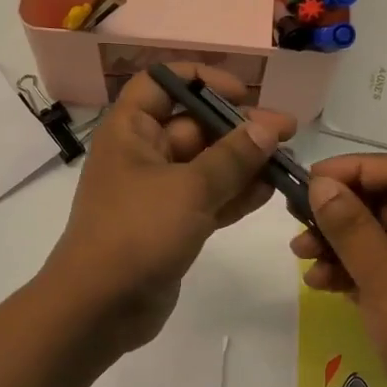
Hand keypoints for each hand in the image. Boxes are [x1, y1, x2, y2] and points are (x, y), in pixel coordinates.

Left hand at [45, 65, 295, 351]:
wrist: (99, 307)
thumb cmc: (138, 232)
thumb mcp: (189, 188)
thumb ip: (232, 157)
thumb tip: (267, 128)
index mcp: (131, 130)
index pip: (161, 83)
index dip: (202, 79)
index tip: (242, 93)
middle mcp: (142, 154)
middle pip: (194, 125)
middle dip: (238, 127)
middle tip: (287, 133)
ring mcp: (157, 192)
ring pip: (206, 165)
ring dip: (244, 162)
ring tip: (287, 162)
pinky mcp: (171, 225)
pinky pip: (208, 199)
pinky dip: (235, 194)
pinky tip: (269, 191)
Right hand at [289, 155, 386, 386]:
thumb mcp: (385, 276)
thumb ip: (350, 226)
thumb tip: (320, 184)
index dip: (354, 169)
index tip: (311, 179)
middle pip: (384, 202)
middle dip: (339, 211)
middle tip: (297, 218)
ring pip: (374, 235)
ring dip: (336, 241)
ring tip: (300, 253)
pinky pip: (375, 265)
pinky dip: (346, 269)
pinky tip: (318, 281)